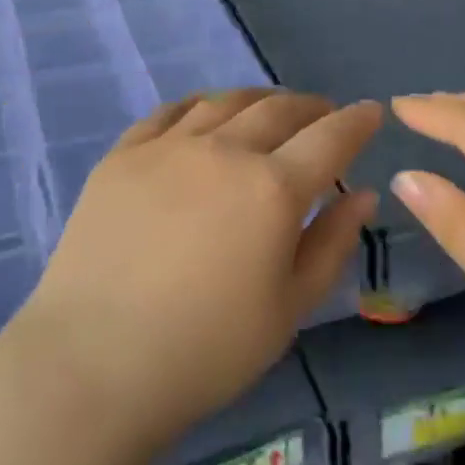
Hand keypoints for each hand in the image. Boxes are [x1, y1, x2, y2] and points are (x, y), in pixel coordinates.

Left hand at [9, 88, 381, 447]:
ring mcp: (167, 147)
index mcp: (272, 188)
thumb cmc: (207, 350)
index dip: (357, 121)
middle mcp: (224, 151)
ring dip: (258, 100)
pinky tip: (205, 113)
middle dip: (311, 107)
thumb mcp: (289, 308)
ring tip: (270, 110)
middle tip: (323, 114)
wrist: (93, 364)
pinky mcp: (123, 156)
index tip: (371, 112)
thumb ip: (331, 243)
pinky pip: (169, 112)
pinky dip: (200, 105)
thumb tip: (361, 194)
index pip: (330, 137)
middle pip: (278, 110)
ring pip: (225, 102)